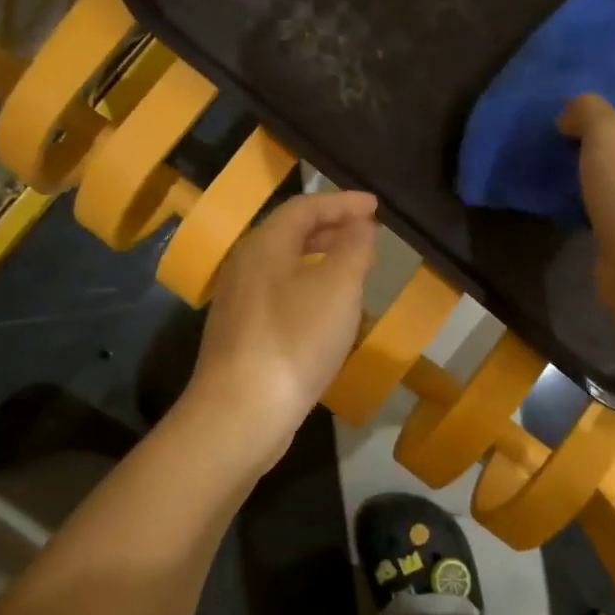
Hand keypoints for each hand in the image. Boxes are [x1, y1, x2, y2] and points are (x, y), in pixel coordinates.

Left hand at [187, 190, 378, 467]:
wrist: (241, 412)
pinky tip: (326, 313)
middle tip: (366, 234)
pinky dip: (308, 288)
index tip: (375, 206)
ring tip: (352, 269)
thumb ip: (353, 247)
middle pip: (290, 234)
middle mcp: (245, 266)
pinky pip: (280, 295)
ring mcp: (239, 302)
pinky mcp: (241, 335)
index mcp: (264, 245)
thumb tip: (359, 223)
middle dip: (330, 228)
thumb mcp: (338, 287)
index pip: (305, 207)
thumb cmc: (295, 340)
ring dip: (320, 259)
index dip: (342, 202)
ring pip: (284, 266)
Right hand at [557, 94, 614, 322]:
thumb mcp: (608, 133)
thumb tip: (569, 116)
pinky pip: (606, 209)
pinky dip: (587, 204)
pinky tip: (563, 201)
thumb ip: (588, 111)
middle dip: (602, 140)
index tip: (584, 106)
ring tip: (556, 164)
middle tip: (562, 133)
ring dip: (592, 174)